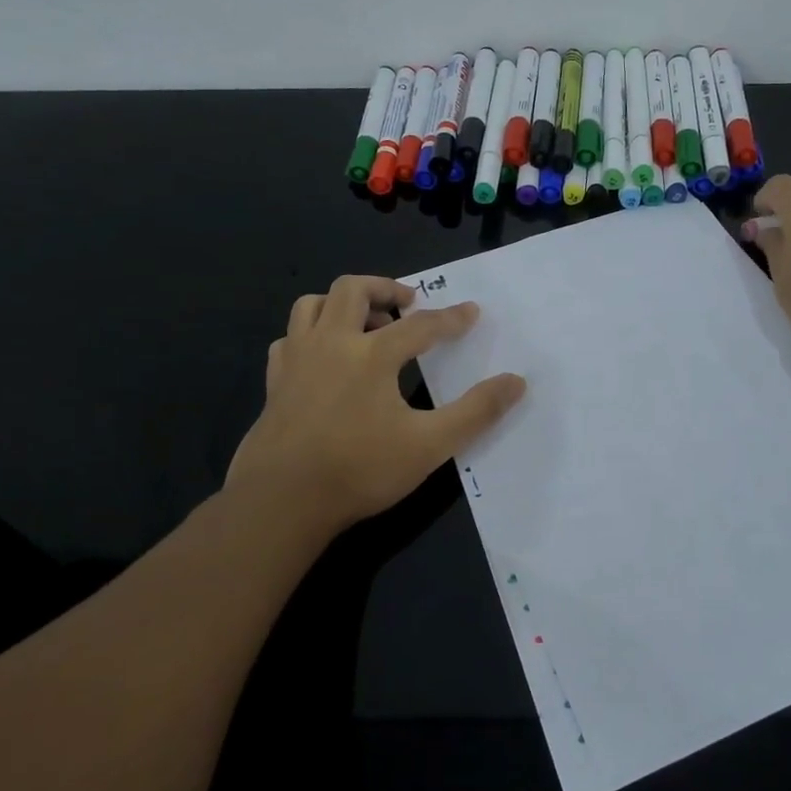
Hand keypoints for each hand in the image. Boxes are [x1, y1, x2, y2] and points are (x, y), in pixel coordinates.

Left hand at [227, 276, 525, 533]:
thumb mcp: (430, 445)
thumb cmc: (359, 470)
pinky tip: (323, 357)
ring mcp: (296, 360)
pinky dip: (310, 335)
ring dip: (342, 303)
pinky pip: (289, 339)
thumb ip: (476, 411)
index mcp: (371, 354)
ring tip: (365, 323)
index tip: (471, 312)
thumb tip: (516, 382)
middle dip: (386, 289)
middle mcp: (331, 343)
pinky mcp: (274, 382)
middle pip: (353, 290)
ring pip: (312, 305)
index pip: (421, 325)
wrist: (281, 502)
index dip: (451, 318)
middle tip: (409, 304)